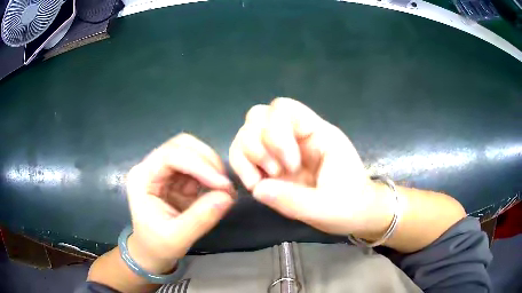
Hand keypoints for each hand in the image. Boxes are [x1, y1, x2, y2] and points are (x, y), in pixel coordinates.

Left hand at [125, 133, 234, 272]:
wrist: (151, 252)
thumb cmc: (157, 245)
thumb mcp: (177, 238)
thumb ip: (200, 218)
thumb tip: (227, 197)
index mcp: (142, 178)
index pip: (170, 156)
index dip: (199, 165)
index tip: (223, 185)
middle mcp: (152, 167)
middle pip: (181, 145)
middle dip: (207, 161)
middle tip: (224, 185)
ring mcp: (164, 171)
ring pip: (192, 151)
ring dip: (212, 166)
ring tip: (224, 188)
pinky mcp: (177, 178)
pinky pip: (198, 166)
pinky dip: (212, 174)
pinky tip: (219, 189)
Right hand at [229, 98, 392, 235]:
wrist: (353, 214)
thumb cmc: (348, 206)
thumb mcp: (326, 208)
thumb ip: (294, 200)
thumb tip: (258, 189)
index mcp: (317, 134)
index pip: (283, 108)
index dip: (276, 133)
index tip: (289, 166)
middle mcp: (295, 136)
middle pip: (258, 116)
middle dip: (259, 145)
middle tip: (276, 172)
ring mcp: (280, 149)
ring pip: (247, 132)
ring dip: (247, 155)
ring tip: (263, 181)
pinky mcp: (270, 164)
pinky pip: (243, 153)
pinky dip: (241, 165)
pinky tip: (254, 184)